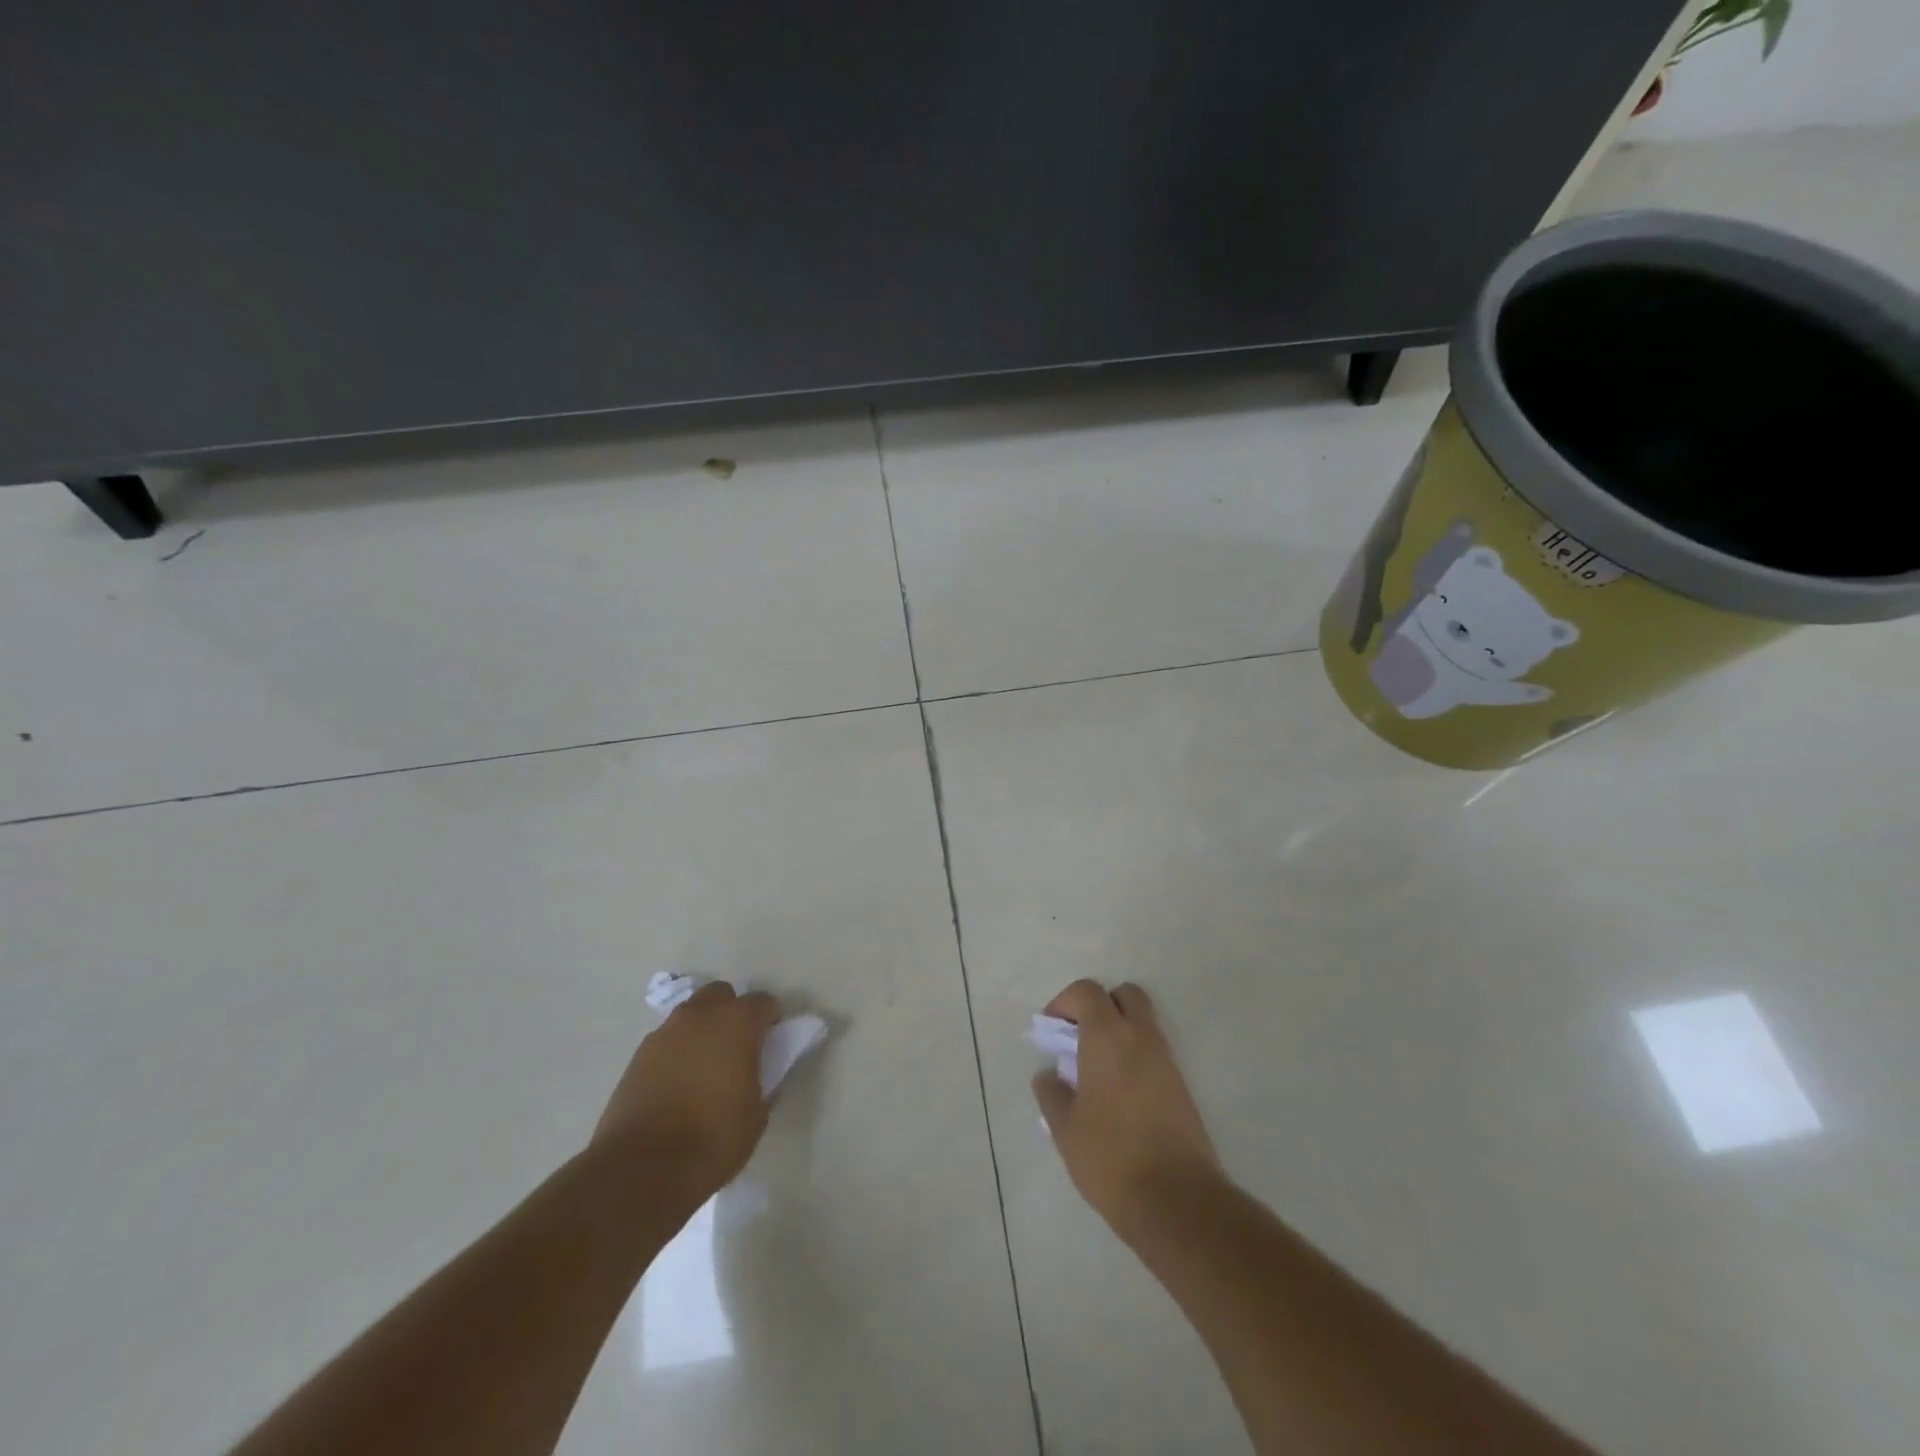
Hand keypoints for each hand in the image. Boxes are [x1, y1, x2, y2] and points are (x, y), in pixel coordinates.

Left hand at [594, 982, 780, 1197]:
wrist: (642, 1169)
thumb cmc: (713, 1138)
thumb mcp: (756, 1115)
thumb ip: (761, 1083)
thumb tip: (755, 1077)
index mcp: (737, 1022)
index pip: (763, 1002)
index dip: (771, 1020)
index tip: (773, 1042)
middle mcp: (700, 1016)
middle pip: (721, 995)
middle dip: (732, 1012)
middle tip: (738, 1046)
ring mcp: (664, 1033)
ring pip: (691, 1015)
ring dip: (702, 1029)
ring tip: (705, 1066)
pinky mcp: (637, 1056)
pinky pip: (667, 1041)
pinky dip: (677, 1052)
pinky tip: (678, 1083)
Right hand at [1033, 980, 1221, 1234]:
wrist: (1177, 1199)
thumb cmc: (1111, 1156)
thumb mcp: (1065, 1129)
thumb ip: (1051, 1093)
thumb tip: (1048, 1076)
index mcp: (1108, 1036)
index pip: (1087, 992)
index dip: (1064, 1002)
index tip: (1051, 1030)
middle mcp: (1141, 1037)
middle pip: (1125, 995)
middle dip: (1100, 1005)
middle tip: (1079, 1037)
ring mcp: (1167, 1061)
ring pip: (1143, 1023)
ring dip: (1120, 1031)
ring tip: (1095, 1070)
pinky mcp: (1182, 1087)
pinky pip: (1155, 1052)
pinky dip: (1135, 1057)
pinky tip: (1118, 1094)